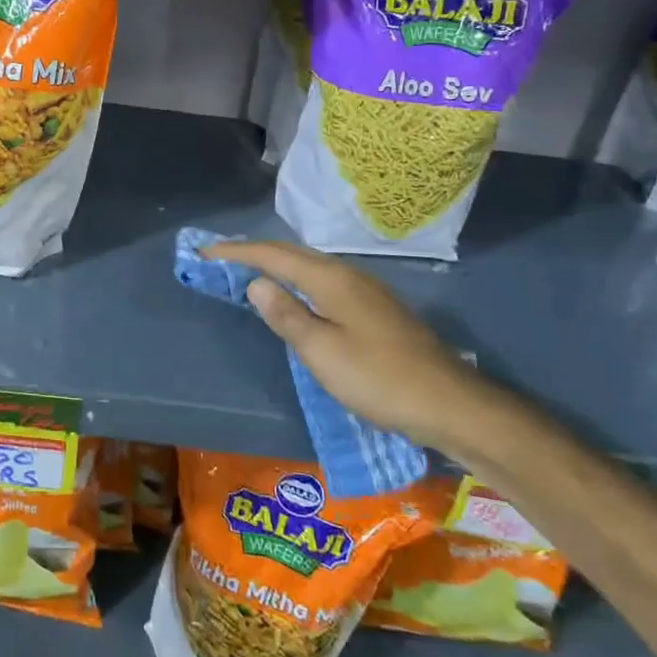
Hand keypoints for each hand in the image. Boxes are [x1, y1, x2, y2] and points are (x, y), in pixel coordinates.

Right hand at [204, 239, 498, 456]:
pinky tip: (297, 297)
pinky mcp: (377, 309)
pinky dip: (298, 281)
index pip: (274, 255)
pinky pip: (325, 282)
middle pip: (293, 254)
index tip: (206, 252)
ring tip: (251, 273)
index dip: (238, 252)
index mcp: (331, 279)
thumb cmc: (379, 378)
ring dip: (278, 265)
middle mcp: (349, 275)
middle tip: (221, 259)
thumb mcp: (322, 351)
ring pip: (311, 267)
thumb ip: (286, 315)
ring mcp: (367, 291)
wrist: (450, 404)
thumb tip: (256, 282)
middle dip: (255, 253)